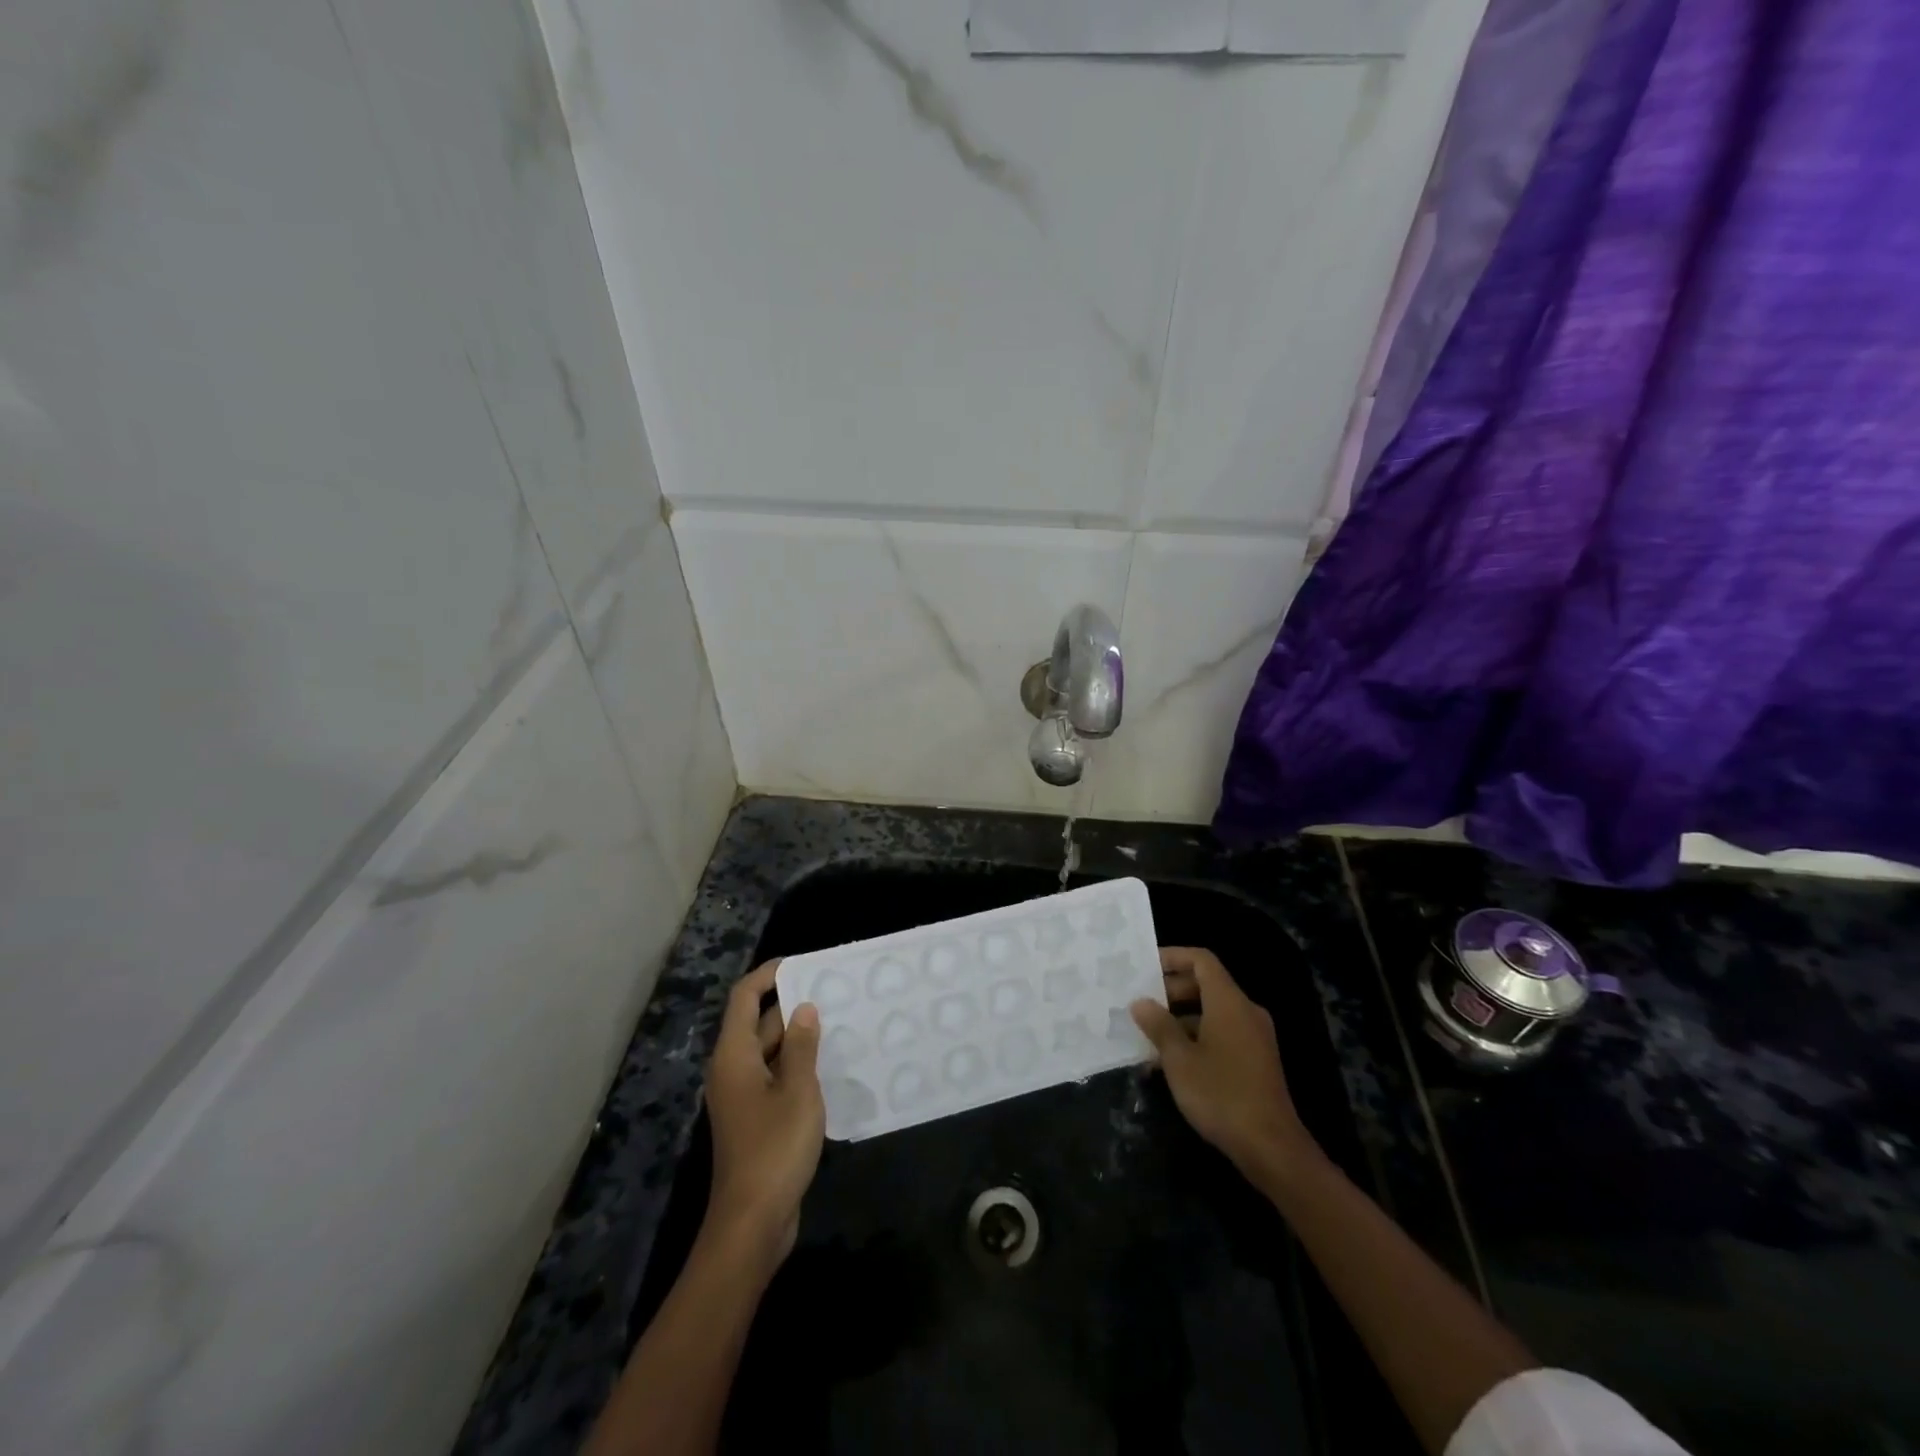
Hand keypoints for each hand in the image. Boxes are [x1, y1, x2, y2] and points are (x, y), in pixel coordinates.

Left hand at [704, 961, 823, 1266]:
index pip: (744, 998)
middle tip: (832, 992)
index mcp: (734, 1056)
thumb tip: (803, 1008)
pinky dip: (796, 1064)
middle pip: (757, 1023)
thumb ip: (801, 1045)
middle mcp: (732, 1070)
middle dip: (790, 1004)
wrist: (753, 1222)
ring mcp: (742, 1097)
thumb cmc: (774, 1148)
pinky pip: (774, 1076)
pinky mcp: (754, 1119)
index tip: (802, 963)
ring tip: (837, 1021)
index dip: (768, 975)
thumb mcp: (797, 1090)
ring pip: (768, 1051)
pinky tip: (829, 1064)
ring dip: (797, 1036)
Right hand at [1131, 947, 1319, 1185]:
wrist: (1271, 1148)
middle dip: (1171, 991)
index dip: (1173, 957)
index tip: (1145, 967)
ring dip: (1180, 1019)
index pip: (1201, 960)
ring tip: (1147, 1036)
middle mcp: (1245, 1011)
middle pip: (1206, 984)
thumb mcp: (1179, 1060)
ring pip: (1212, 1012)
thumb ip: (1159, 1026)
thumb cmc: (1221, 1094)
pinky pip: (1221, 1034)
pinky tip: (1170, 1063)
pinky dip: (1196, 1038)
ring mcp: (1254, 1037)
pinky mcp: (1256, 1061)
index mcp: (1229, 1002)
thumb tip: (1140, 1002)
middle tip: (1140, 1003)